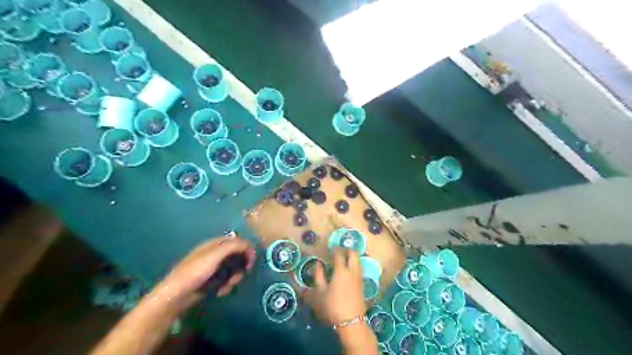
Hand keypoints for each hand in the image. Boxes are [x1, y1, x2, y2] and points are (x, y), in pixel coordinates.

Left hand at [155, 235, 256, 309]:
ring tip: (227, 287)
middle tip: (239, 277)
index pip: (237, 241)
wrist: (175, 296)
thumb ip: (232, 246)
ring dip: (234, 278)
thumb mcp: (215, 255)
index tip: (251, 262)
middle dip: (240, 266)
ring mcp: (212, 267)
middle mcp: (214, 253)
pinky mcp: (211, 280)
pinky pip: (226, 279)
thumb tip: (248, 244)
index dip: (246, 249)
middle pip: (237, 256)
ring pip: (232, 269)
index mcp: (214, 244)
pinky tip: (221, 291)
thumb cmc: (195, 272)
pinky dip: (226, 285)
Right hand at [305, 248, 368, 325]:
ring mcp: (359, 277)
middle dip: (347, 249)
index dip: (334, 249)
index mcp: (341, 270)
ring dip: (352, 257)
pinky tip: (348, 270)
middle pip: (353, 253)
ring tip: (344, 259)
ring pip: (358, 260)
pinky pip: (359, 268)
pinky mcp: (362, 284)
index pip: (339, 254)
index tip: (330, 247)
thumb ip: (318, 275)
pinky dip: (354, 264)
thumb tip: (317, 264)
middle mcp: (352, 270)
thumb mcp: (320, 291)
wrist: (351, 321)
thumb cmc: (332, 305)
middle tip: (339, 250)